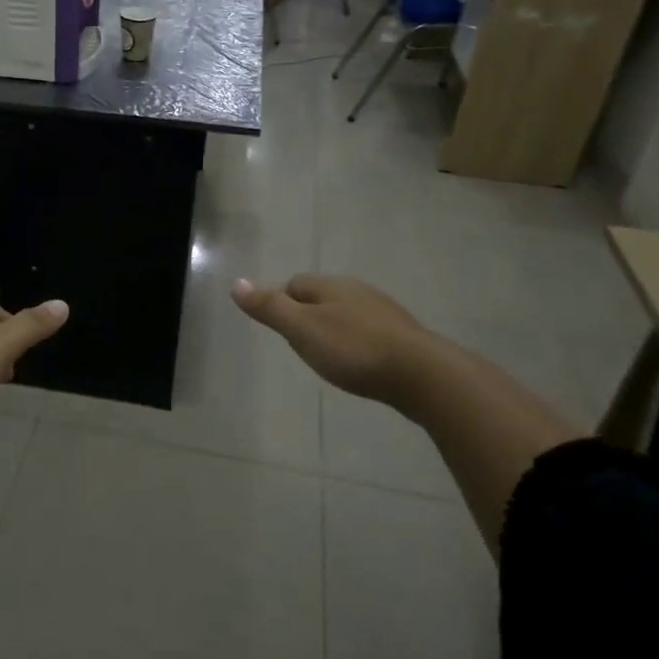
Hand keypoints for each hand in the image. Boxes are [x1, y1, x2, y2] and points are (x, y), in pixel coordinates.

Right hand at [232, 274, 433, 409]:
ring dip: (334, 330)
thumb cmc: (354, 350)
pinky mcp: (403, 338)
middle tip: (299, 346)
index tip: (279, 330)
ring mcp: (384, 314)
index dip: (281, 302)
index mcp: (332, 286)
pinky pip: (369, 333)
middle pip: (322, 297)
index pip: (295, 284)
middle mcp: (359, 292)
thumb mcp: (302, 329)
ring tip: (327, 357)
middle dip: (307, 316)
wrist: (422, 375)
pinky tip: (359, 365)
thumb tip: (236, 283)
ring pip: (347, 315)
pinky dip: (357, 344)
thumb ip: (269, 308)